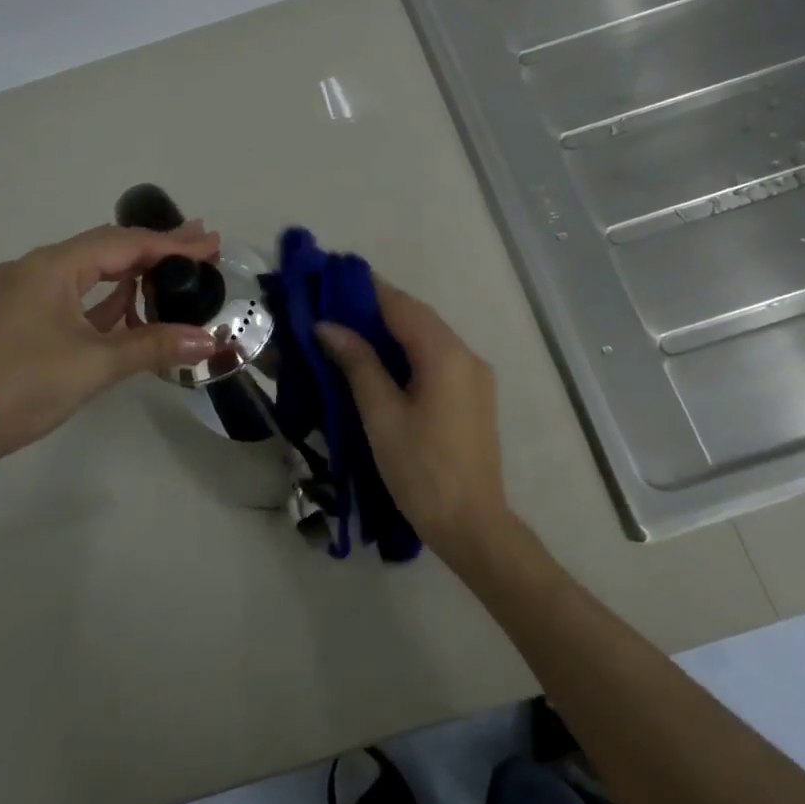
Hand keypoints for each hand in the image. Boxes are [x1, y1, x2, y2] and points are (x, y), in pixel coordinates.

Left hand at [0, 224, 221, 478]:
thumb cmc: (20, 388)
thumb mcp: (94, 365)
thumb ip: (153, 346)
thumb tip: (209, 340)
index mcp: (50, 268)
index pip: (123, 244)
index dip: (171, 244)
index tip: (211, 243)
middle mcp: (35, 270)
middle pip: (105, 249)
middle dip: (155, 249)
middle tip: (202, 247)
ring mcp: (24, 295)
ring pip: (88, 273)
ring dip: (131, 273)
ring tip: (175, 272)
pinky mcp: (20, 320)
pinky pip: (73, 296)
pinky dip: (106, 298)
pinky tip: (129, 305)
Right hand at [316, 279, 525, 573]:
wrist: (472, 523)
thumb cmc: (420, 470)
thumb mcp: (382, 415)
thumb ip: (359, 364)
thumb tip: (328, 326)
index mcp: (445, 354)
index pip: (402, 306)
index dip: (367, 290)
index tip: (332, 281)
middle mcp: (467, 355)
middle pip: (419, 318)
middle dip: (378, 309)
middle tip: (334, 308)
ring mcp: (476, 377)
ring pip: (430, 338)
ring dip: (393, 330)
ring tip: (351, 332)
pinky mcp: (475, 397)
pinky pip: (439, 359)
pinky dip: (410, 352)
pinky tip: (383, 363)